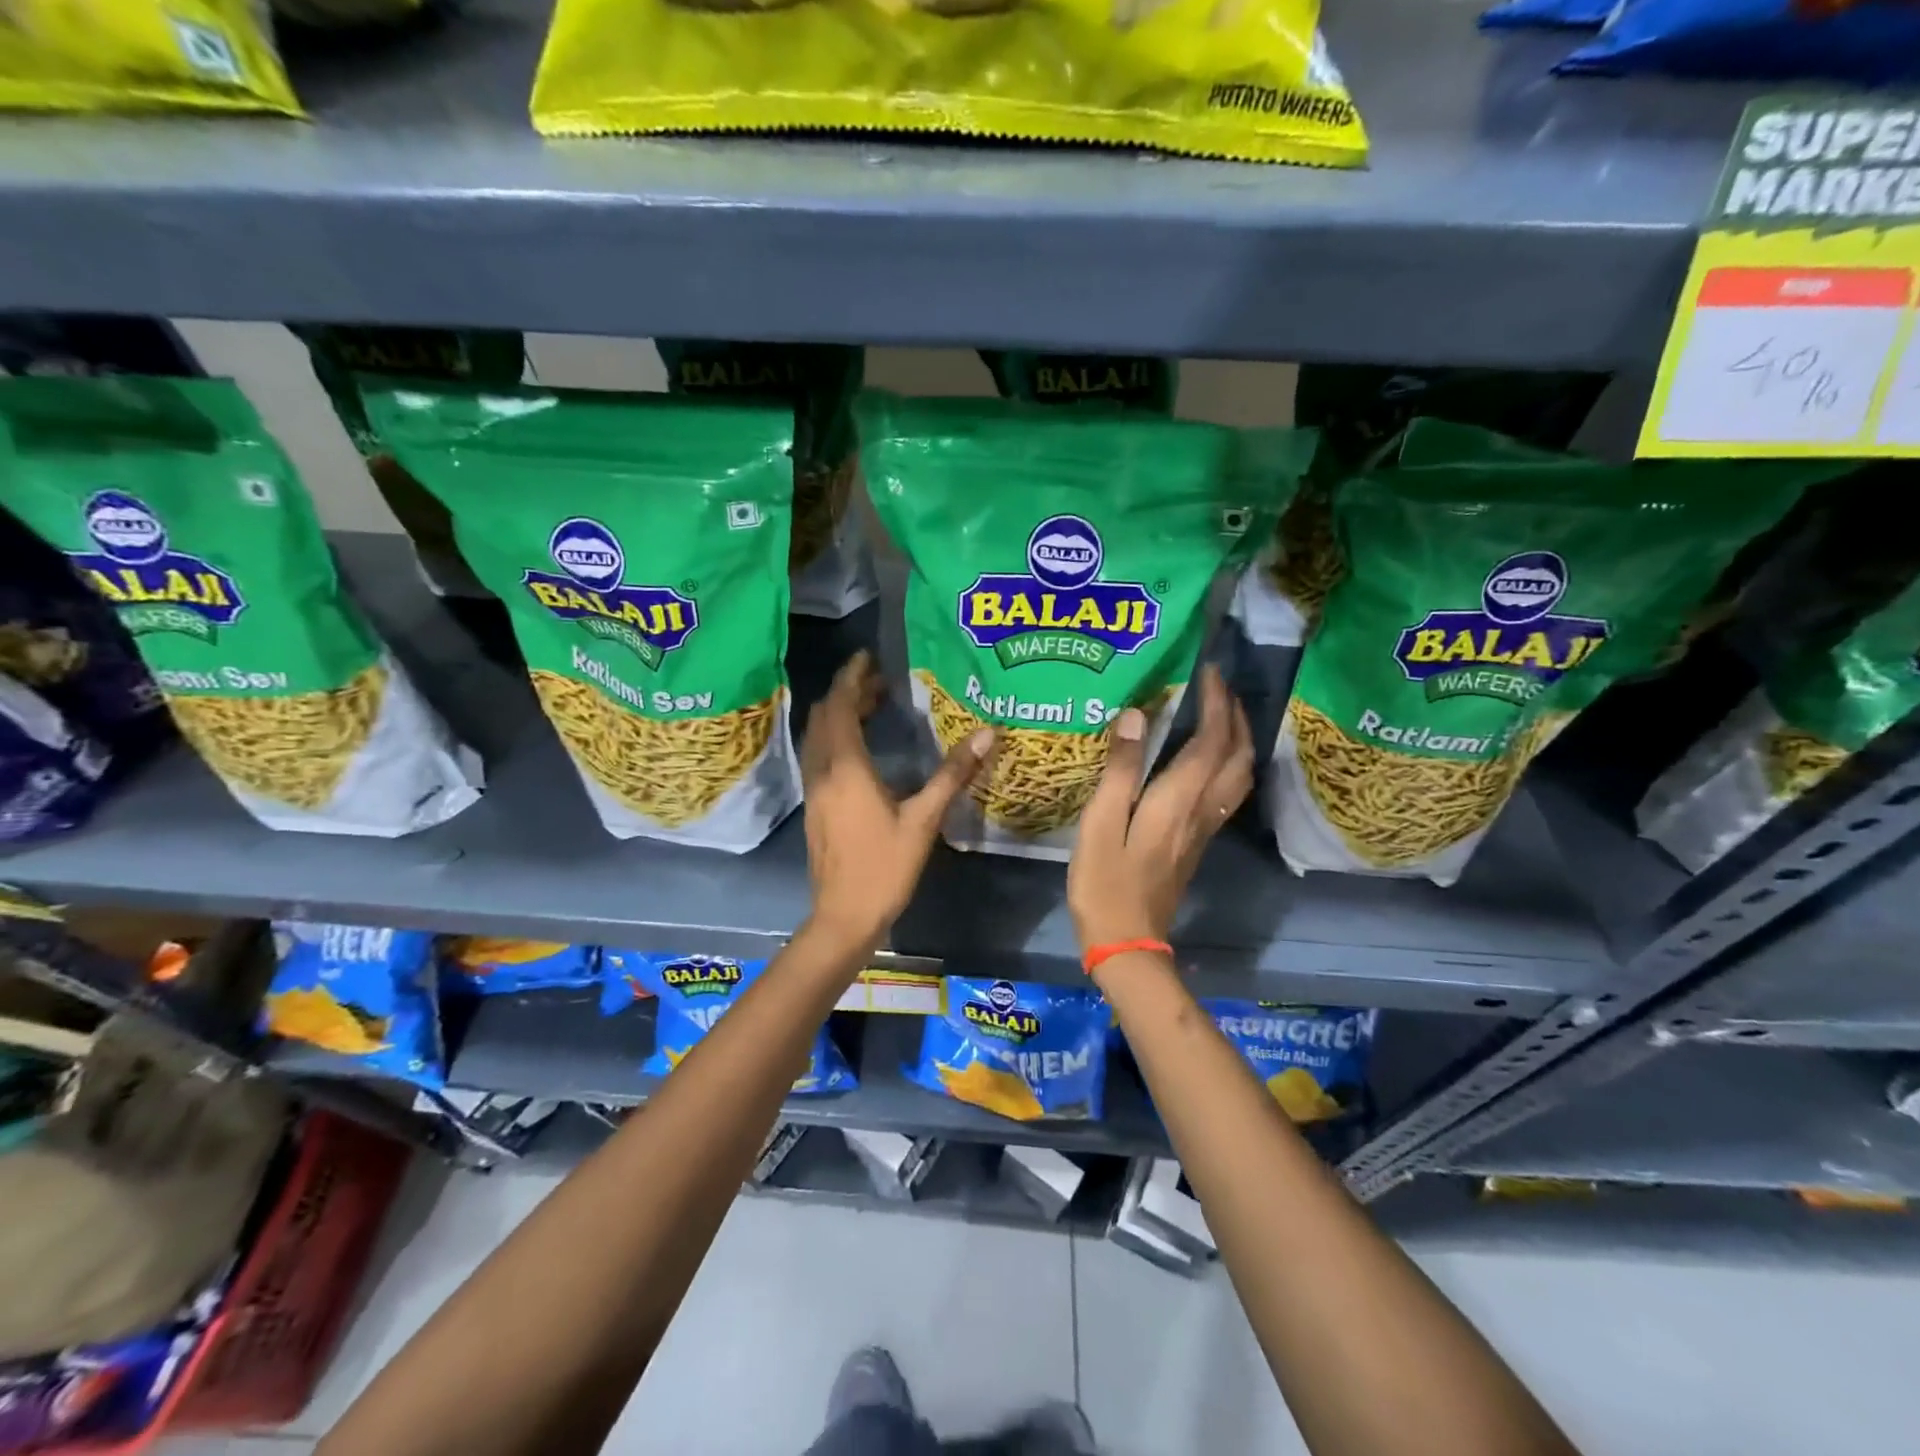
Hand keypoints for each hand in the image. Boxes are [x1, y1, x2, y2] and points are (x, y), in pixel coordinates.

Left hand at [799, 651, 993, 955]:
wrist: (844, 916)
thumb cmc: (885, 867)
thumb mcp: (924, 820)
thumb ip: (952, 774)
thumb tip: (986, 734)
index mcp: (846, 768)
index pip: (839, 706)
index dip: (851, 677)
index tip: (868, 657)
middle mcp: (822, 772)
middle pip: (824, 717)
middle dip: (847, 693)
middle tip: (880, 681)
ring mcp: (813, 790)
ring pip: (819, 737)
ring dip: (840, 715)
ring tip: (874, 707)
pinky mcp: (814, 807)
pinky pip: (820, 757)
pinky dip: (837, 738)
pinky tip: (863, 750)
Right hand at [1068, 665, 1252, 951]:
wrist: (1127, 943)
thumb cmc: (1105, 884)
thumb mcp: (1101, 824)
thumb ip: (1120, 770)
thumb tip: (1136, 716)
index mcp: (1179, 801)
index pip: (1211, 741)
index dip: (1215, 703)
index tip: (1207, 671)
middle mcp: (1201, 811)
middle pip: (1238, 756)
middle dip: (1235, 716)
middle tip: (1217, 688)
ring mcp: (1203, 829)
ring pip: (1238, 775)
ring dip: (1237, 740)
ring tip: (1220, 715)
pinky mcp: (1196, 843)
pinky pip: (1225, 791)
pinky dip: (1227, 764)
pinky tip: (1207, 760)